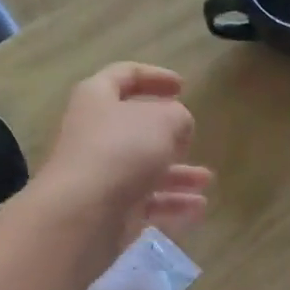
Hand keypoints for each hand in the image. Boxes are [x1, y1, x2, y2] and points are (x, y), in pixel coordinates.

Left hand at [38, 63, 212, 237]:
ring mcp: (101, 174)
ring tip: (206, 180)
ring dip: (178, 174)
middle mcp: (95, 134)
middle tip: (191, 138)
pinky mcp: (109, 209)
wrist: (83, 213)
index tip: (182, 86)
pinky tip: (198, 208)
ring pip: (144, 169)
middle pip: (135, 129)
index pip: (124, 75)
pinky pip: (145, 202)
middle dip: (169, 136)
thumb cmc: (122, 151)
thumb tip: (177, 128)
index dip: (154, 76)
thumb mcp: (164, 120)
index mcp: (97, 99)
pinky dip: (171, 204)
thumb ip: (179, 117)